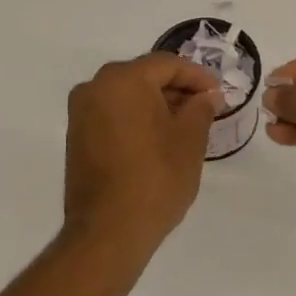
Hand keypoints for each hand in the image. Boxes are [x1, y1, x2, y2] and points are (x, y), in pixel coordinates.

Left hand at [64, 53, 222, 254]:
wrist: (108, 231)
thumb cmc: (156, 178)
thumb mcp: (190, 140)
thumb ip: (201, 109)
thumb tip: (207, 96)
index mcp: (123, 79)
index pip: (167, 64)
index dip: (197, 76)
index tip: (218, 94)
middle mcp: (95, 87)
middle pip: (144, 76)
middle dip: (176, 89)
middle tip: (205, 108)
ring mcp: (81, 112)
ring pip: (127, 96)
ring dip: (156, 104)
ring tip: (185, 126)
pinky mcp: (76, 136)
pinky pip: (112, 114)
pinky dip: (136, 118)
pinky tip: (158, 139)